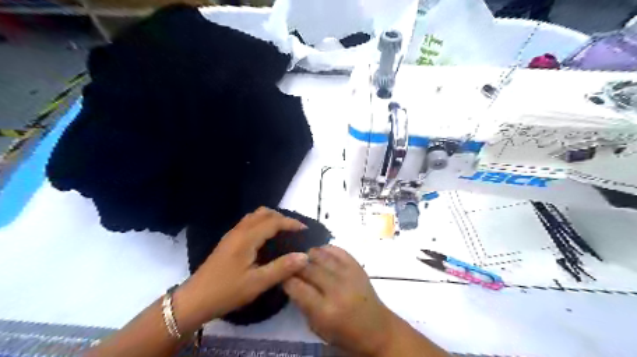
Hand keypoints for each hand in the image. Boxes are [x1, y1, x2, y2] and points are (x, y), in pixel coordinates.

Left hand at [173, 207, 308, 325]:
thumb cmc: (226, 291)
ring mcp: (232, 235)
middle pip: (263, 213)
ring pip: (255, 216)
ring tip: (283, 233)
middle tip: (295, 231)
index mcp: (247, 238)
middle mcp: (239, 231)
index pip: (273, 221)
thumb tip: (304, 256)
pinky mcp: (228, 241)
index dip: (291, 223)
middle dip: (282, 218)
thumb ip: (282, 268)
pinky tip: (266, 239)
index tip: (305, 230)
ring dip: (271, 219)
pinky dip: (262, 224)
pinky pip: (249, 223)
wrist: (194, 300)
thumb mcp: (257, 283)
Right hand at [282, 246, 394, 356]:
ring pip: (321, 255)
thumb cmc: (345, 334)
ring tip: (304, 258)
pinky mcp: (357, 266)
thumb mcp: (318, 328)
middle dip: (295, 264)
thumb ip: (302, 304)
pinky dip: (326, 249)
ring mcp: (348, 275)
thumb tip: (290, 281)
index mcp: (324, 310)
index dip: (285, 278)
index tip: (281, 275)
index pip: (297, 286)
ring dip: (309, 254)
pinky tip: (320, 253)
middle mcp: (336, 289)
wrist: (377, 329)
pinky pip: (338, 250)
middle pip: (308, 268)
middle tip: (290, 264)